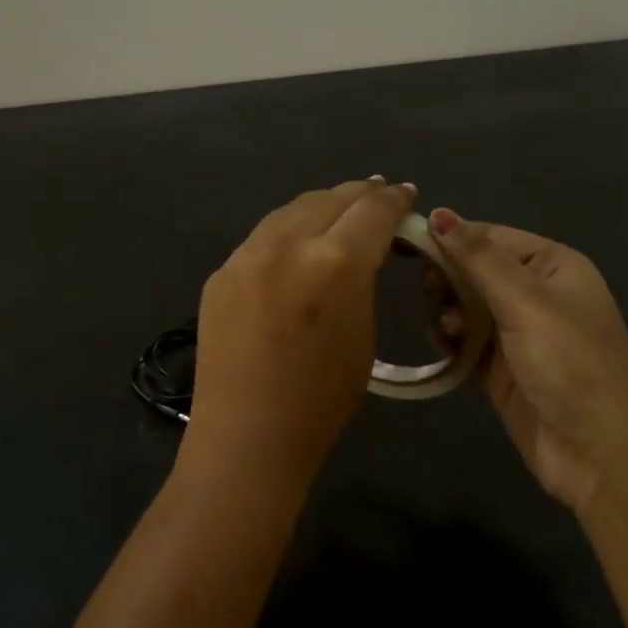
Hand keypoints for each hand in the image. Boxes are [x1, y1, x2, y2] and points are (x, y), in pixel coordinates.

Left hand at [185, 178, 417, 488]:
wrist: (247, 435)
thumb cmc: (321, 400)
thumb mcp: (363, 334)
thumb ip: (362, 280)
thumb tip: (363, 250)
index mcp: (336, 263)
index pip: (373, 211)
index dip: (395, 199)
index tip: (406, 194)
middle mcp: (288, 244)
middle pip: (331, 198)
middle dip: (360, 193)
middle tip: (378, 192)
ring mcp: (247, 255)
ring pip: (291, 209)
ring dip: (322, 204)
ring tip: (339, 208)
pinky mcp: (222, 271)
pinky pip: (263, 237)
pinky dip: (288, 230)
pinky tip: (297, 242)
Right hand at [428, 208, 627, 511]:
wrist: (601, 455)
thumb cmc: (571, 364)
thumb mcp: (527, 302)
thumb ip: (479, 258)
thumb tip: (438, 212)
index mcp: (552, 266)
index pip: (490, 236)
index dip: (451, 238)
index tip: (408, 245)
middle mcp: (535, 293)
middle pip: (474, 270)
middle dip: (448, 278)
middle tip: (431, 292)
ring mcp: (517, 333)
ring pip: (464, 306)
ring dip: (447, 311)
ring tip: (446, 328)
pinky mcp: (499, 369)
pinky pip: (463, 342)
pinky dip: (449, 340)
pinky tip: (441, 345)